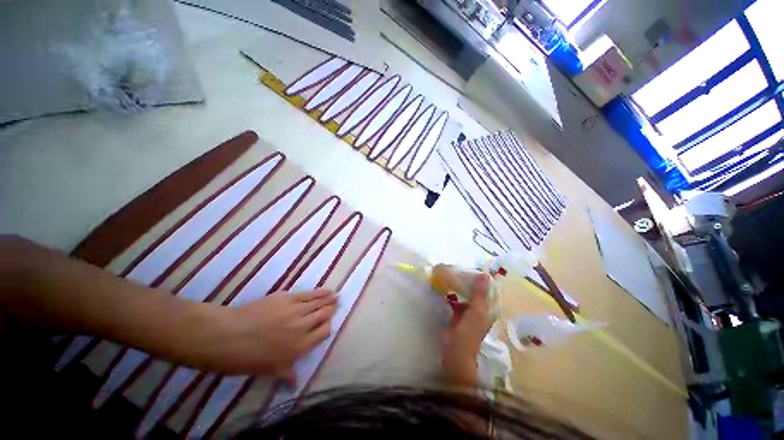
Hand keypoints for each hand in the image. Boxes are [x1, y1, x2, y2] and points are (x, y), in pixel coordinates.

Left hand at [207, 288, 336, 381]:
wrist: (229, 336)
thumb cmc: (247, 358)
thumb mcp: (269, 370)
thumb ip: (287, 374)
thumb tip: (295, 384)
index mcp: (301, 346)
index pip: (324, 332)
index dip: (328, 326)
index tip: (328, 323)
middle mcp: (303, 326)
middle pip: (324, 314)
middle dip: (331, 309)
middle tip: (337, 304)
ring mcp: (296, 310)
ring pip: (318, 302)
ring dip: (328, 298)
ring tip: (336, 295)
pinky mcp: (287, 297)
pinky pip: (307, 294)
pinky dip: (318, 292)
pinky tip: (324, 290)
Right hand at [441, 274, 493, 386]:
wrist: (455, 350)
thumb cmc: (470, 330)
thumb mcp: (477, 309)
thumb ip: (480, 293)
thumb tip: (485, 274)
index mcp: (487, 310)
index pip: (488, 292)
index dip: (483, 281)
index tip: (475, 268)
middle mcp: (479, 311)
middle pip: (476, 294)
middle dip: (470, 283)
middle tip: (461, 270)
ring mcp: (467, 314)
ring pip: (465, 297)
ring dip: (461, 288)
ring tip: (453, 275)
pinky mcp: (456, 317)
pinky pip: (456, 302)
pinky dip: (453, 296)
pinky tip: (446, 287)